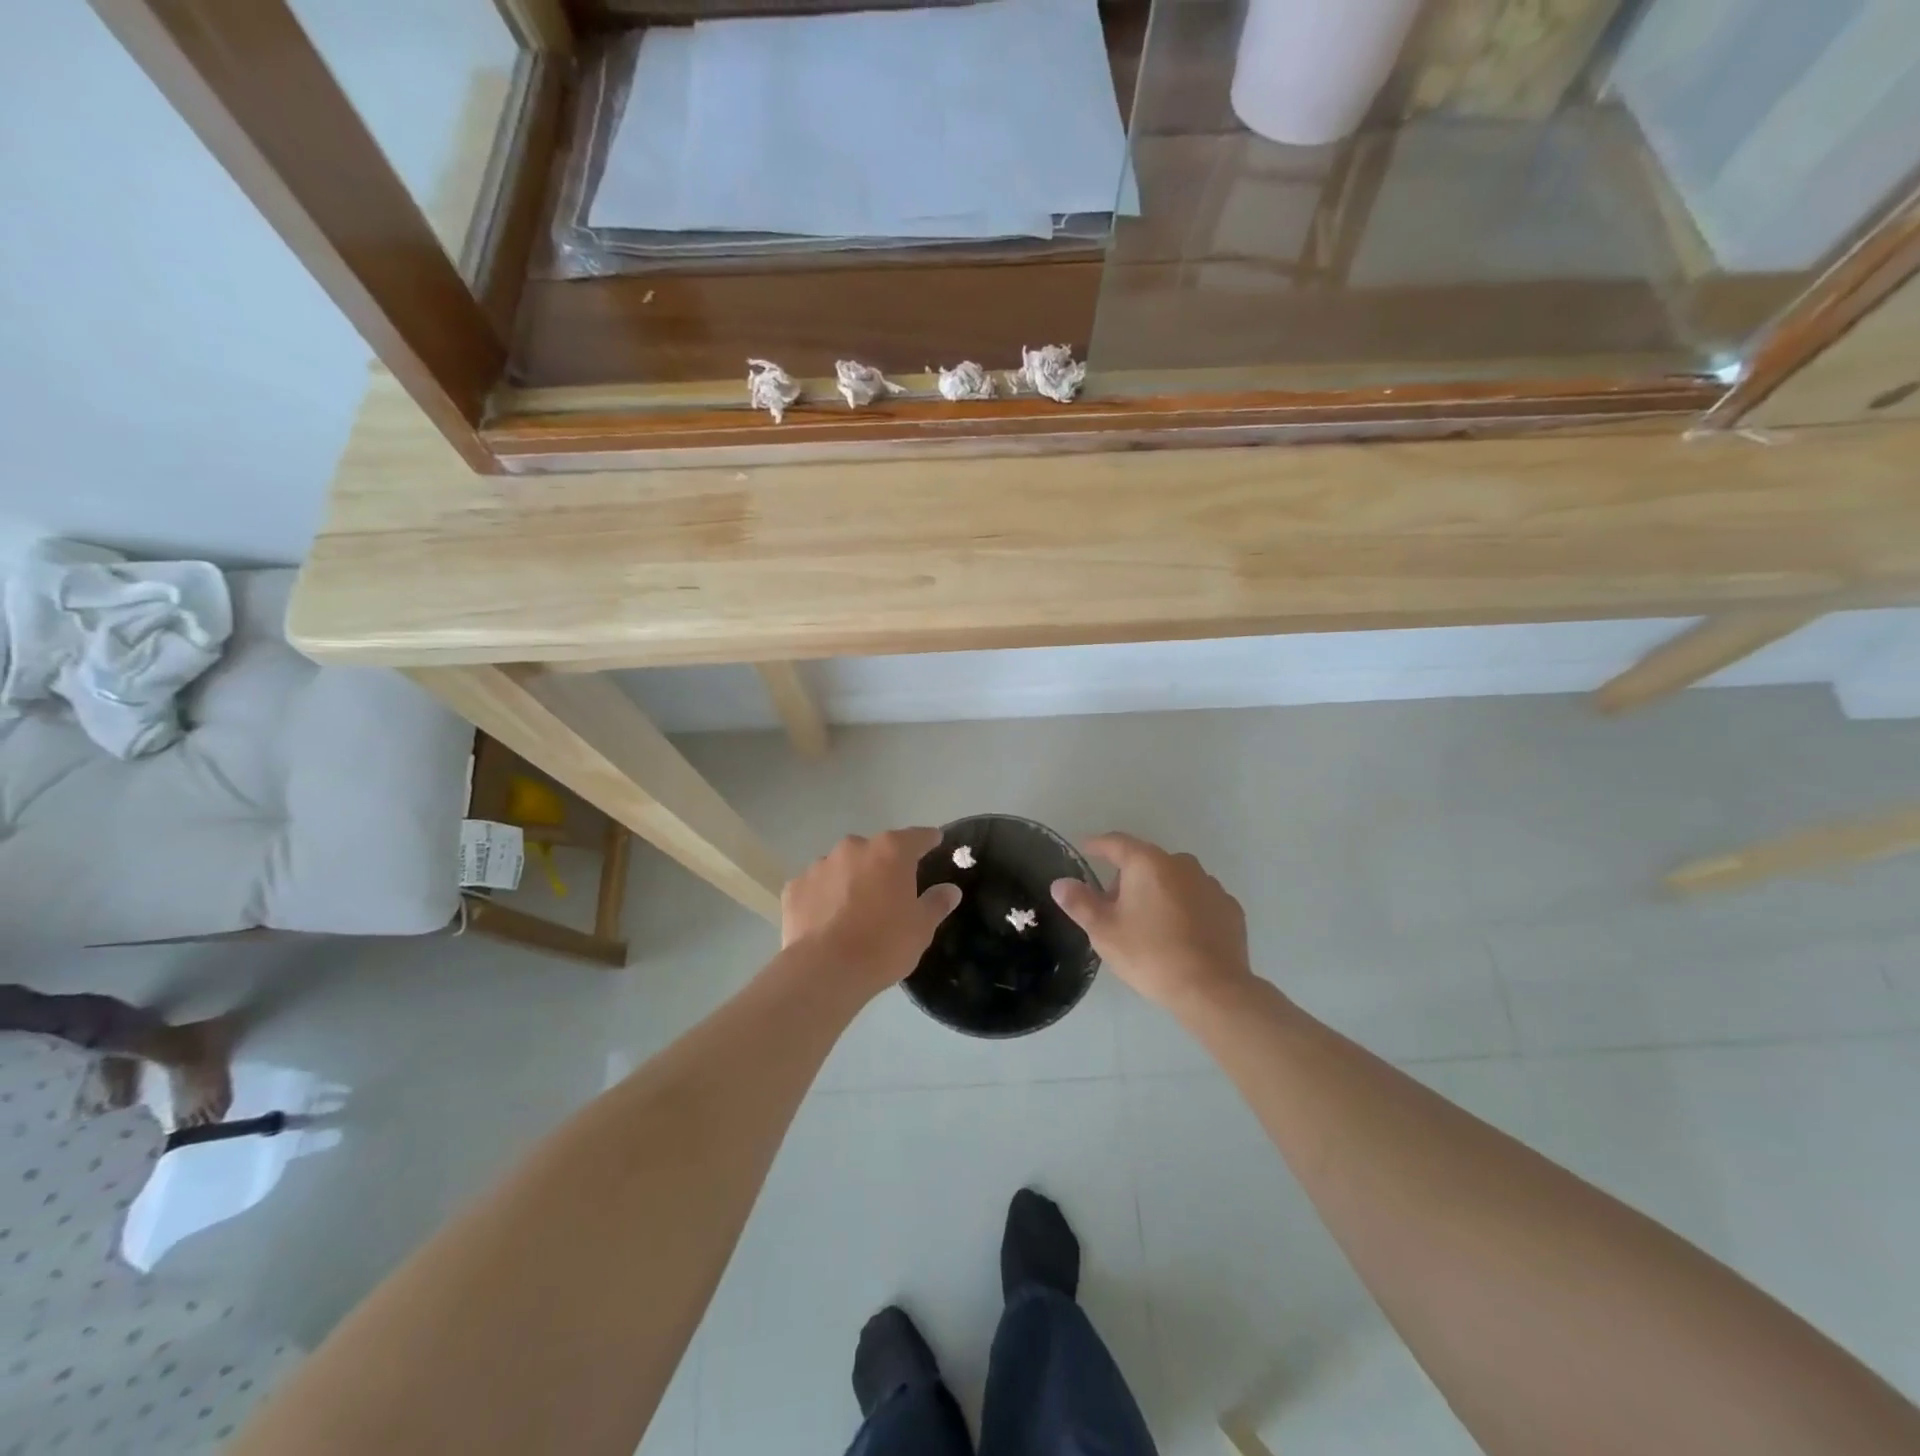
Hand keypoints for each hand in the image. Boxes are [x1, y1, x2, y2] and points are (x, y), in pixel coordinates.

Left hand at [782, 828, 961, 998]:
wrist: (825, 971)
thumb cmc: (884, 944)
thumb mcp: (921, 928)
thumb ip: (937, 903)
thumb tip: (950, 889)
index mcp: (891, 851)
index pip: (917, 836)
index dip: (928, 840)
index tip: (935, 844)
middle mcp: (854, 847)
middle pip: (876, 850)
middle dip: (885, 865)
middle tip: (891, 892)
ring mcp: (820, 865)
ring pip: (843, 866)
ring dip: (852, 880)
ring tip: (855, 910)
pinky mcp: (795, 887)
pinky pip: (816, 886)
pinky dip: (824, 897)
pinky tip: (827, 920)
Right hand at [1051, 833, 1254, 1012]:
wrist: (1212, 989)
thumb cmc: (1150, 955)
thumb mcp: (1104, 931)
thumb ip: (1080, 903)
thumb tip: (1060, 883)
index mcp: (1147, 863)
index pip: (1116, 842)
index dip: (1097, 845)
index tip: (1085, 850)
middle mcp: (1181, 864)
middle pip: (1146, 862)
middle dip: (1128, 878)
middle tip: (1114, 907)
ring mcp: (1210, 884)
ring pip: (1174, 879)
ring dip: (1159, 892)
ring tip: (1149, 925)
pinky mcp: (1229, 908)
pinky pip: (1198, 899)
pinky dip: (1185, 908)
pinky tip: (1180, 935)